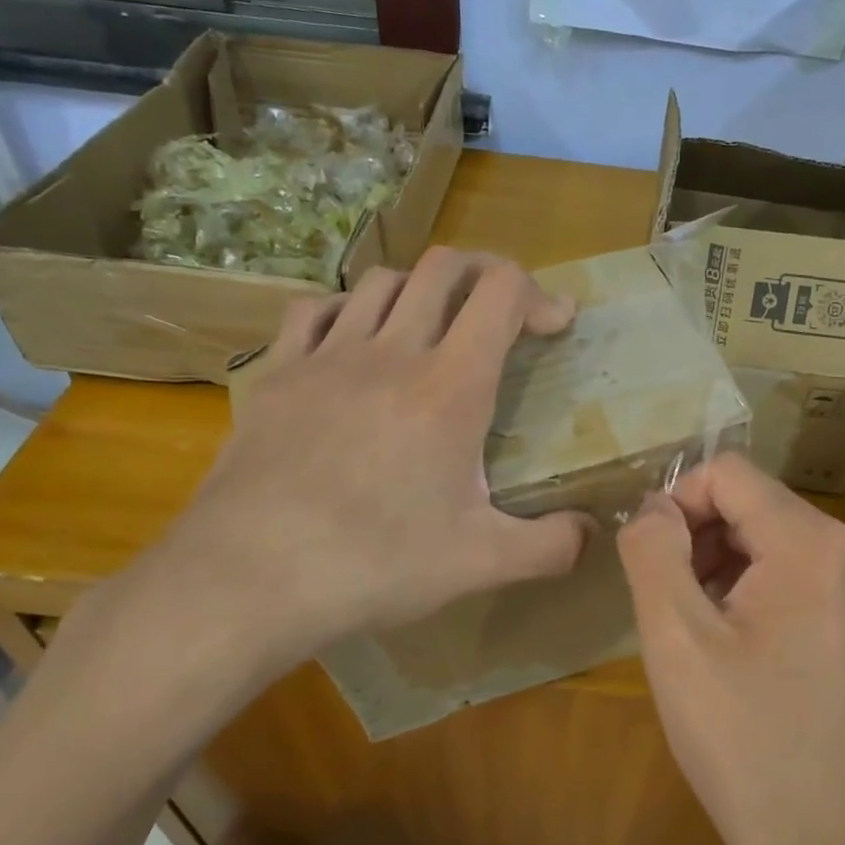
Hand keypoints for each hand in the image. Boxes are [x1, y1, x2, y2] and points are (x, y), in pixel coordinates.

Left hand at [64, 249, 594, 729]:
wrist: (250, 577)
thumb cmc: (375, 565)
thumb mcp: (480, 563)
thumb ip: (550, 545)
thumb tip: (593, 533)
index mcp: (450, 387)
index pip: (501, 292)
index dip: (538, 294)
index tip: (555, 327)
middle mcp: (392, 351)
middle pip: (444, 267)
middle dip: (485, 274)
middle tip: (502, 314)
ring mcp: (327, 356)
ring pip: (381, 280)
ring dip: (421, 290)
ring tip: (433, 328)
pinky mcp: (277, 373)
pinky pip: (314, 309)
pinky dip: (347, 309)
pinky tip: (352, 342)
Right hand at [616, 454, 844, 844]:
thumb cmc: (744, 743)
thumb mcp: (675, 639)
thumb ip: (652, 549)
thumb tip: (655, 507)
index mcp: (816, 543)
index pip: (729, 474)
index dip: (677, 504)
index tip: (652, 562)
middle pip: (756, 507)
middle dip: (704, 543)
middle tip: (676, 613)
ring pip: (780, 541)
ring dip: (731, 571)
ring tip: (709, 640)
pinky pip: (810, 576)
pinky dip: (768, 594)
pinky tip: (751, 656)